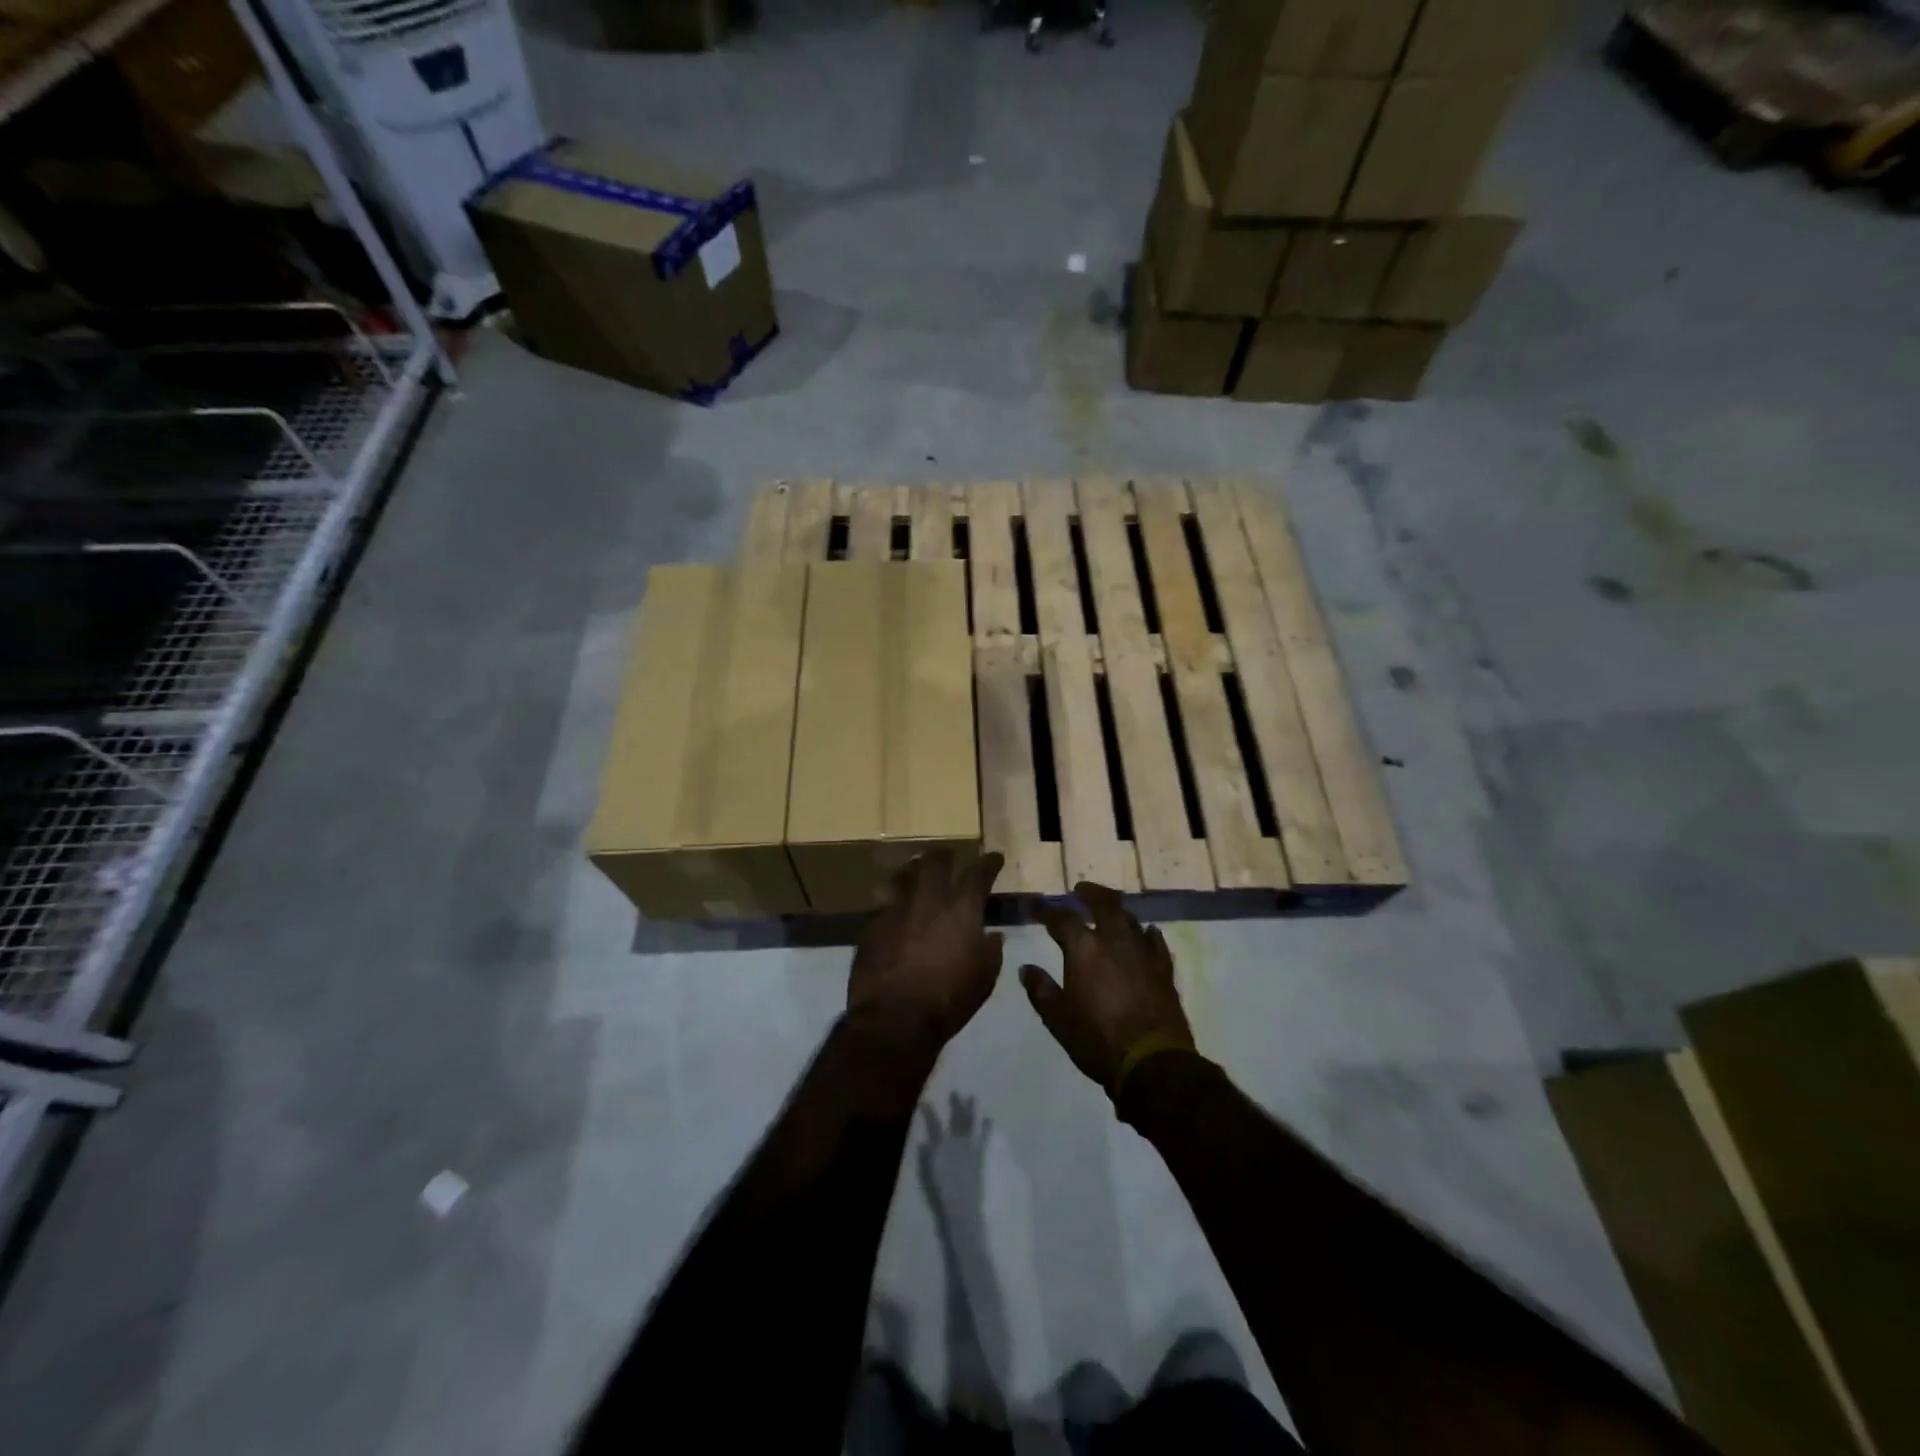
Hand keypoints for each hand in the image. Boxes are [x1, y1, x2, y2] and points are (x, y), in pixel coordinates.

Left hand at [848, 850, 1004, 1053]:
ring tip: (917, 876)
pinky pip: (886, 906)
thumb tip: (992, 935)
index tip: (994, 858)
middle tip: (949, 856)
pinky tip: (897, 917)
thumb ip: (990, 950)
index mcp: (960, 909)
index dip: (989, 863)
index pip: (978, 873)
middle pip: (934, 862)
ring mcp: (896, 910)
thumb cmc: (948, 1000)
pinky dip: (896, 907)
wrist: (894, 1020)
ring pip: (904, 877)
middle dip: (944, 855)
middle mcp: (928, 900)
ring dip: (914, 873)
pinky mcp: (872, 926)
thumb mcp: (984, 978)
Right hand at [916, 1092, 990, 1236]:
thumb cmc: (943, 1194)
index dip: (930, 1112)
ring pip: (971, 1122)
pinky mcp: (982, 1154)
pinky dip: (987, 1127)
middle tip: (956, 1092)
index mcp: (941, 1146)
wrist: (964, 1207)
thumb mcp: (929, 1175)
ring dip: (973, 1110)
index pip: (934, 1124)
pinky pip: (985, 1136)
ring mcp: (971, 1147)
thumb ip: (926, 1157)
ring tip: (974, 1098)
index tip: (926, 1100)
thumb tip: (923, 1141)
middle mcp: (957, 1141)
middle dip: (956, 1104)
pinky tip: (991, 1118)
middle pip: (956, 1119)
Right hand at [1020, 882, 1193, 1091]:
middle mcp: (1114, 941)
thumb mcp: (1057, 1018)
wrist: (1152, 1062)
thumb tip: (1027, 969)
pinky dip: (1146, 933)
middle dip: (1090, 893)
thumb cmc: (1096, 1039)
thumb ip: (1041, 989)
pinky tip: (1145, 933)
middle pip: (1104, 904)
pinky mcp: (1164, 969)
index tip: (1036, 905)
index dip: (1046, 910)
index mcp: (1084, 949)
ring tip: (1108, 911)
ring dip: (1117, 911)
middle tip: (1080, 890)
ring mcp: (1143, 953)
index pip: (1061, 918)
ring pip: (1130, 919)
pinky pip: (1155, 942)